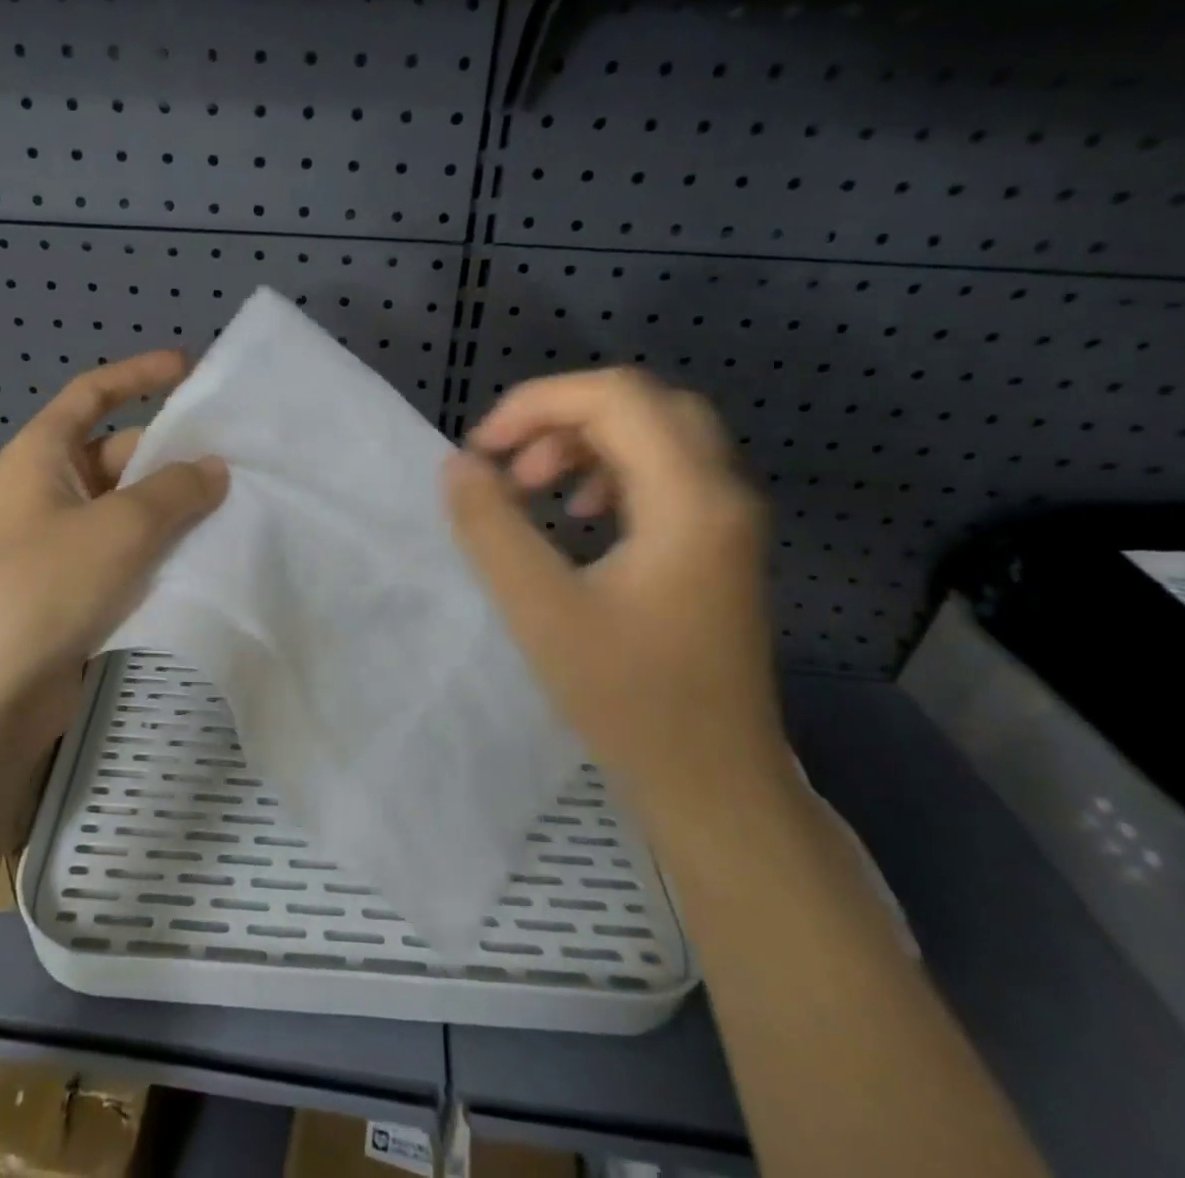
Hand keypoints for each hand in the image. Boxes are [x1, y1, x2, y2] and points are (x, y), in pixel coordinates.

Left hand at [0, 351, 227, 755]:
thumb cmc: (44, 586)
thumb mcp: (120, 527)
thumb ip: (175, 491)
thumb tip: (214, 468)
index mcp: (43, 455)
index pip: (92, 393)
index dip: (139, 374)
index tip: (191, 368)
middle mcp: (49, 491)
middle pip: (120, 454)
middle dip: (173, 457)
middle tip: (239, 464)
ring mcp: (60, 543)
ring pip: (129, 509)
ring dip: (174, 509)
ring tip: (237, 510)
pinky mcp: (73, 590)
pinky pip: (126, 554)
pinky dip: (161, 551)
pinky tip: (207, 560)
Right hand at [444, 368, 788, 831]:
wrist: (716, 787)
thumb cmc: (630, 702)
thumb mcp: (541, 611)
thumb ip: (491, 529)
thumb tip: (459, 465)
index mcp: (691, 499)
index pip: (616, 397)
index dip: (538, 404)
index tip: (482, 450)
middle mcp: (722, 493)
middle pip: (641, 404)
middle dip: (561, 417)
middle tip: (509, 463)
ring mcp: (726, 520)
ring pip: (655, 435)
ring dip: (584, 443)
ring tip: (534, 488)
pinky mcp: (716, 546)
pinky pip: (663, 474)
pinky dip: (609, 473)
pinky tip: (578, 517)